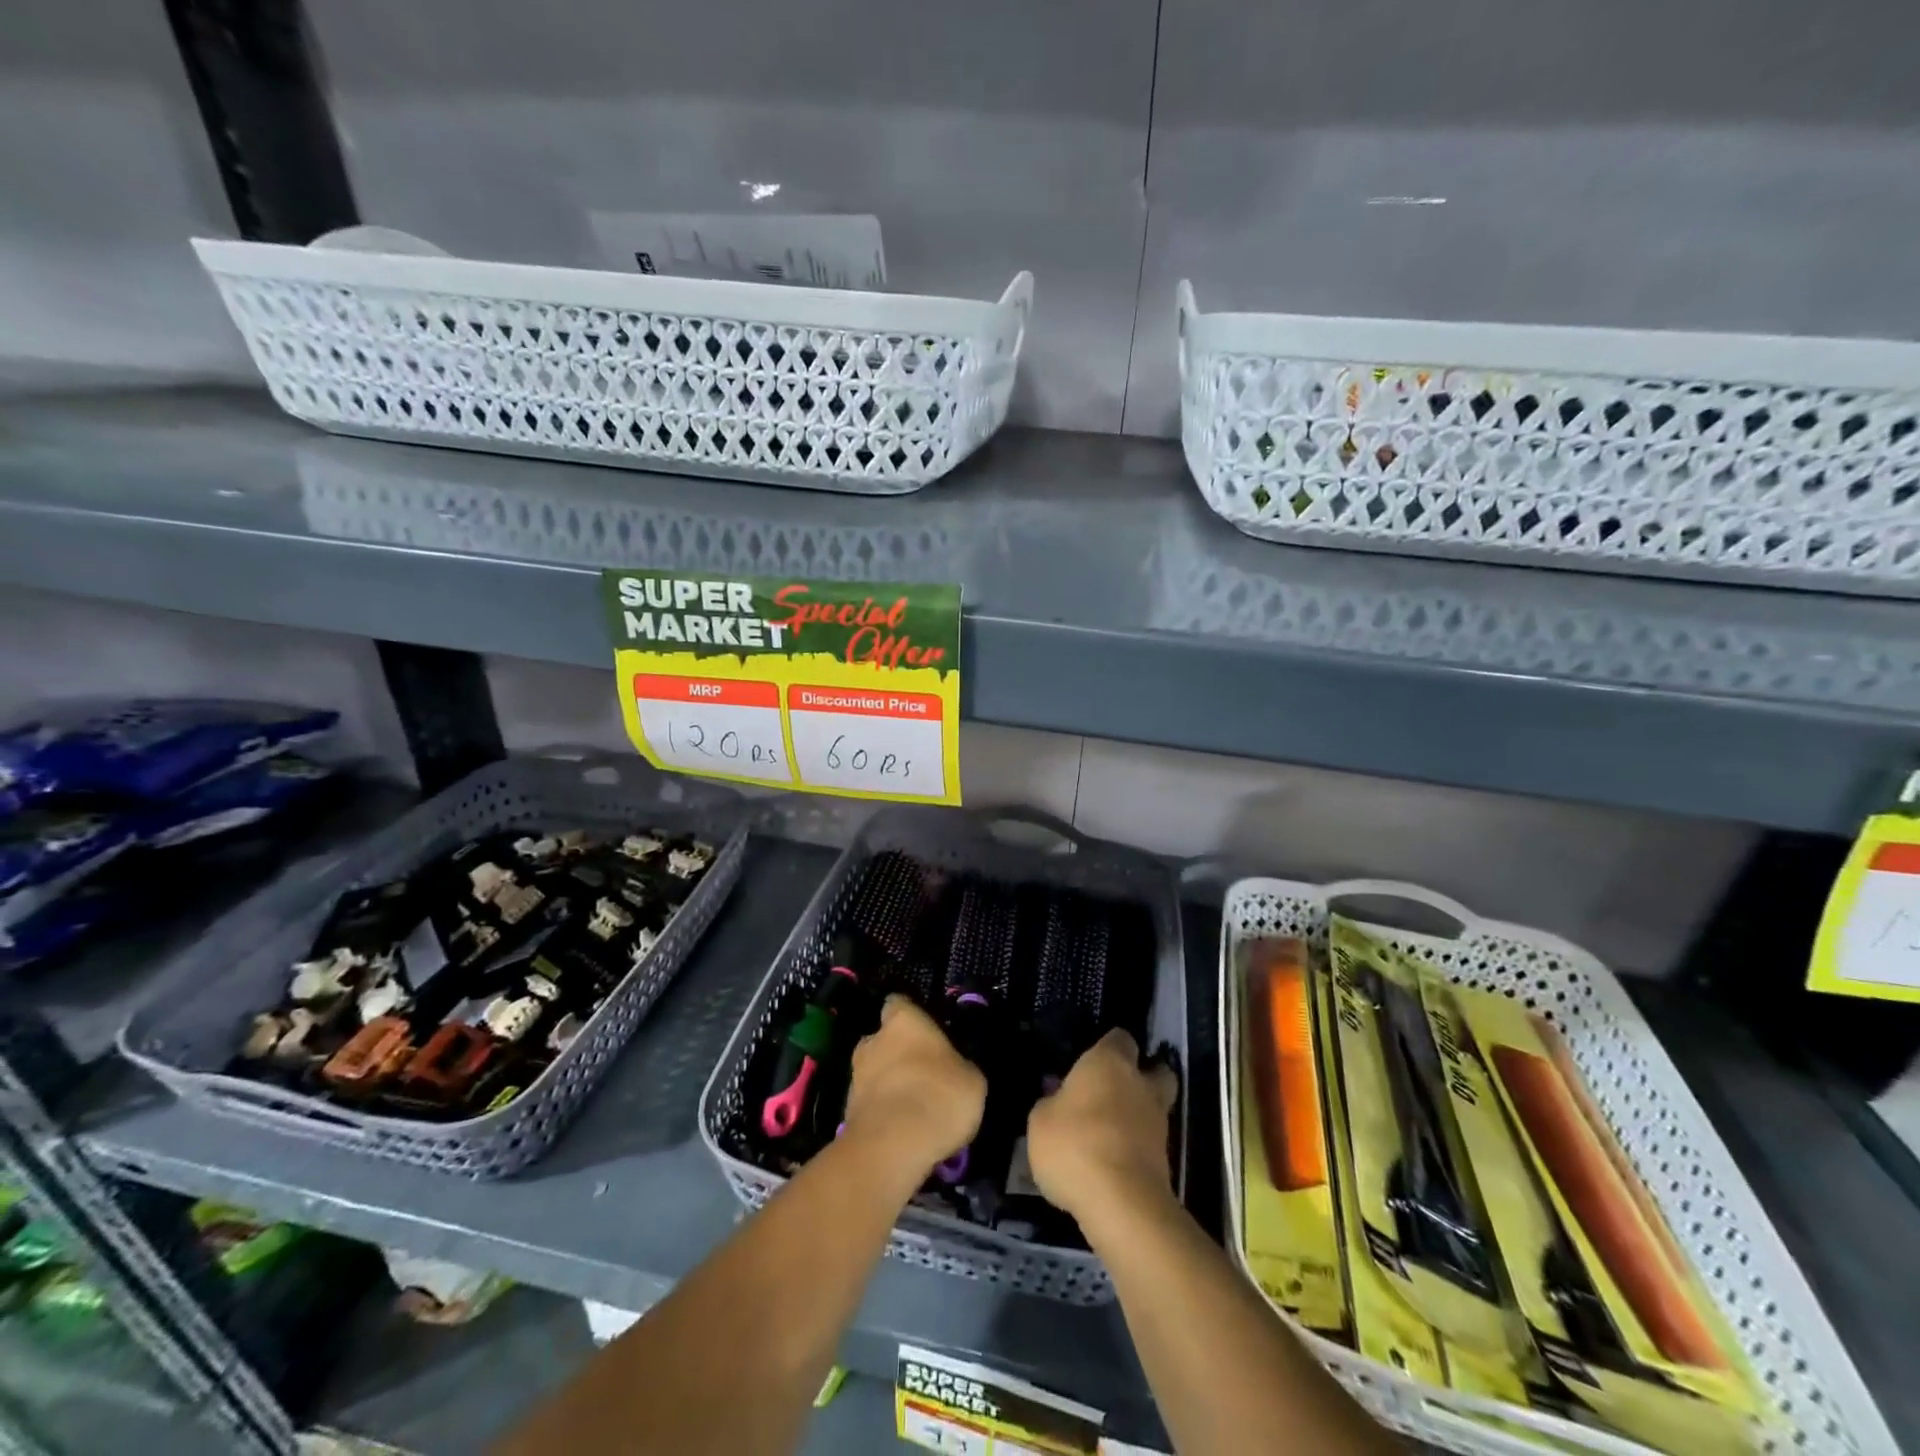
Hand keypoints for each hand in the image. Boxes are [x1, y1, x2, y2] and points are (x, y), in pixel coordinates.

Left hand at [844, 996, 985, 1175]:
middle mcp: (873, 1039)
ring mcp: (855, 1076)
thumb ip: (959, 1066)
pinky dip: (882, 1112)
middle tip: (921, 1073)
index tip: (926, 1033)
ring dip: (888, 1084)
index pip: (899, 1004)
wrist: (892, 1147)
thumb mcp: (972, 1080)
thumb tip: (954, 1069)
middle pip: (883, 1039)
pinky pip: (870, 1103)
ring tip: (912, 1108)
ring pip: (874, 1072)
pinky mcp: (847, 1111)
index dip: (912, 1017)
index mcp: (903, 1019)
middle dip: (897, 1053)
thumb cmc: (939, 1096)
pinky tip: (901, 1130)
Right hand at [1027, 1030, 1178, 1222]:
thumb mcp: (1040, 1120)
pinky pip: (1151, 1143)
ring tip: (1111, 1132)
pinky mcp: (1166, 1161)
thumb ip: (1051, 1103)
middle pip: (1155, 1069)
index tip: (1091, 1061)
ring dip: (1140, 1115)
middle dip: (1143, 1077)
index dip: (1108, 1046)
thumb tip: (1058, 1100)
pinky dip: (1138, 1148)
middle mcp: (1140, 1084)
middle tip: (1115, 1091)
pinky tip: (1114, 1161)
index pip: (1119, 1037)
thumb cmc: (1074, 1144)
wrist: (1121, 1202)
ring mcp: (1158, 1123)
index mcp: (1110, 1062)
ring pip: (1156, 1107)